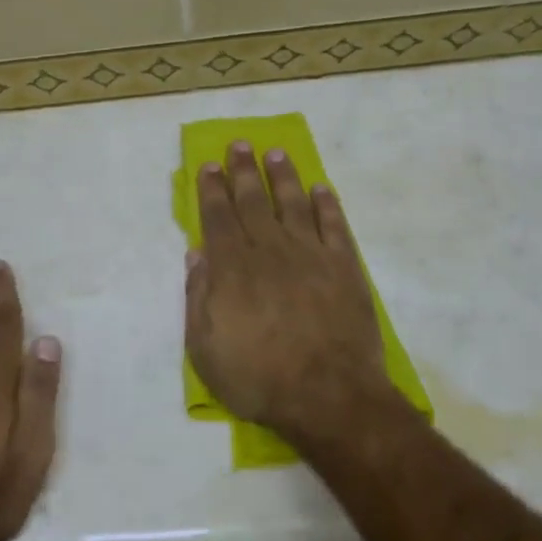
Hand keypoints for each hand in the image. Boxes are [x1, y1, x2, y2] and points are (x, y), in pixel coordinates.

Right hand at [185, 141, 396, 446]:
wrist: (328, 396)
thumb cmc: (258, 378)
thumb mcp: (205, 348)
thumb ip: (198, 297)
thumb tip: (197, 254)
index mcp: (233, 268)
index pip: (218, 217)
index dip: (212, 189)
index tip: (209, 165)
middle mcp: (270, 250)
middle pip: (254, 201)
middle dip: (243, 171)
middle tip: (239, 145)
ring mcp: (311, 256)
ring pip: (293, 203)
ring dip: (283, 177)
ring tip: (276, 154)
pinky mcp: (345, 268)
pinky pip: (334, 226)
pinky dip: (327, 204)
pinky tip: (321, 189)